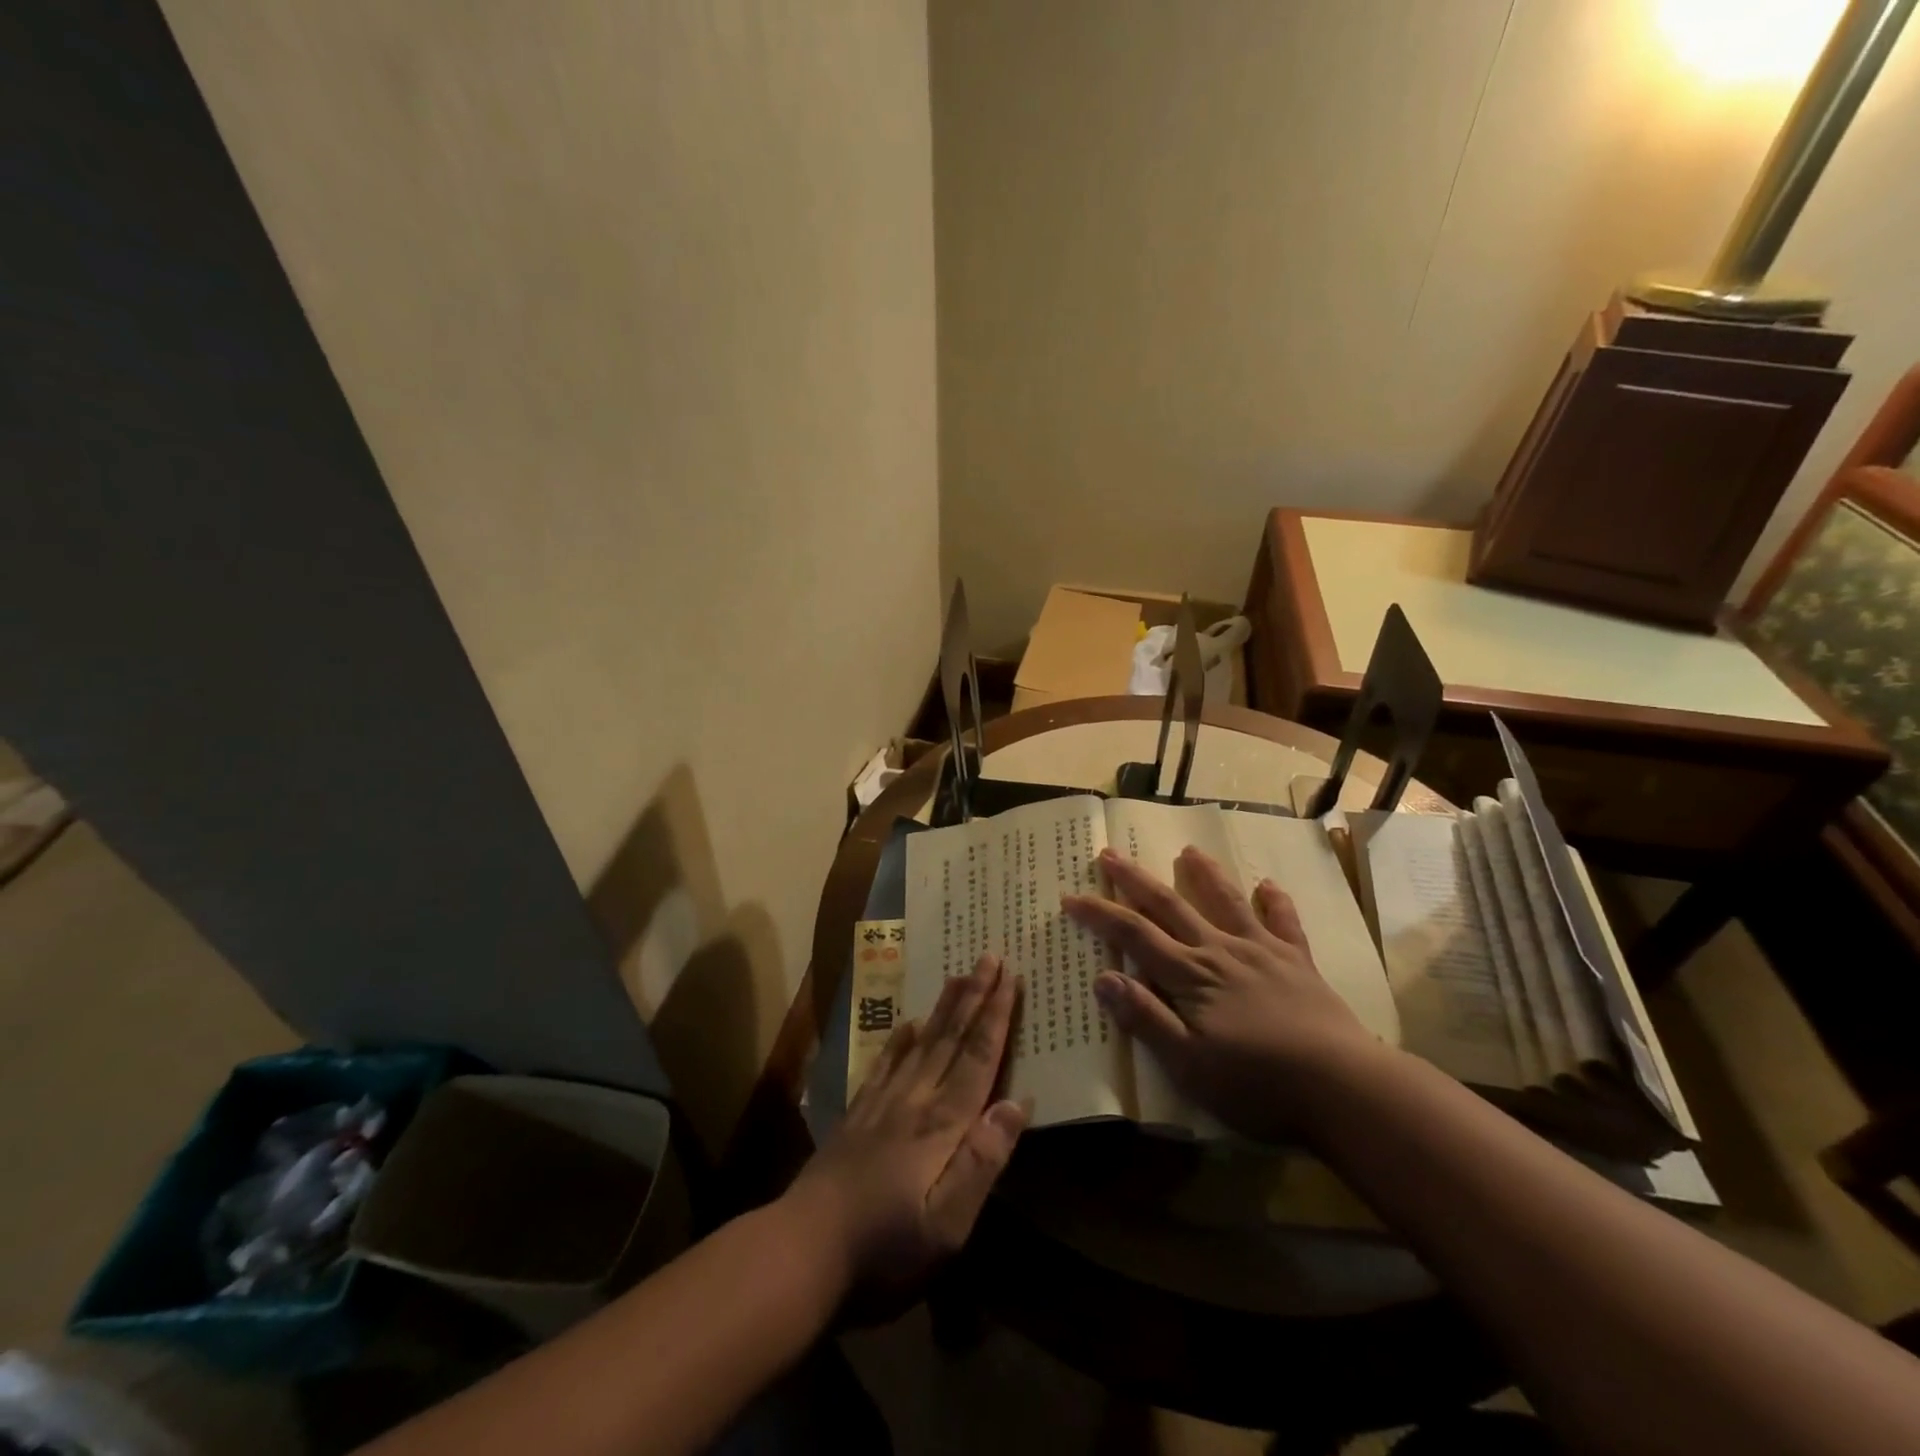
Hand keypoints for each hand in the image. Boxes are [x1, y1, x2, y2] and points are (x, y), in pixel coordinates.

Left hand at [784, 953, 1027, 1303]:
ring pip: (921, 1043)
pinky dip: (900, 1040)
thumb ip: (982, 1161)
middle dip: (974, 997)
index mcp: (940, 1125)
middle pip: (950, 1040)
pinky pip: (885, 1064)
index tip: (1011, 978)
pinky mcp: (858, 1116)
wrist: (802, 1251)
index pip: (977, 1059)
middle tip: (989, 956)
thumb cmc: (884, 1250)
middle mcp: (914, 1101)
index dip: (996, 1018)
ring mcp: (882, 1105)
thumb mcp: (947, 1226)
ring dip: (944, 1008)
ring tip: (959, 975)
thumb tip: (1016, 1103)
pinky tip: (907, 1024)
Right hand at [1063, 846, 1387, 1142]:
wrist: (1343, 1088)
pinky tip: (1268, 885)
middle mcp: (1220, 951)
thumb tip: (1102, 977)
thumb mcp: (1188, 1064)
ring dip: (1204, 875)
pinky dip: (1275, 902)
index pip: (1133, 935)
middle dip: (1135, 880)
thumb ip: (1145, 1018)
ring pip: (1226, 902)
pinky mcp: (1298, 963)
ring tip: (1188, 852)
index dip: (1099, 914)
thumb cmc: (1257, 1084)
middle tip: (1110, 853)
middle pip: (1170, 907)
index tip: (1071, 896)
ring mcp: (1262, 952)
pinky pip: (1284, 923)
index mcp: (1190, 975)